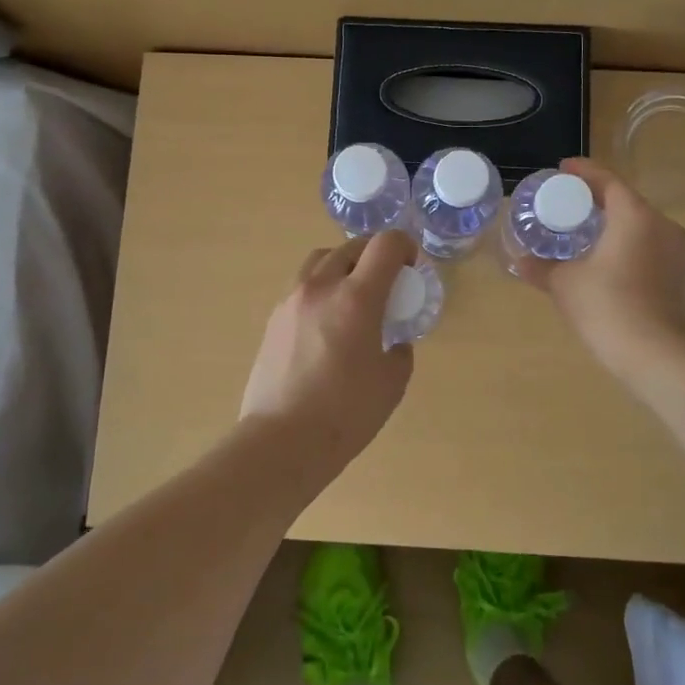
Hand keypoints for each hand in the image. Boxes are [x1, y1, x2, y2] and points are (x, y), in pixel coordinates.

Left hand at [239, 229, 417, 463]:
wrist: (281, 440)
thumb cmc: (345, 414)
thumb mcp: (391, 384)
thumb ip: (400, 352)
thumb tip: (394, 342)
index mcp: (356, 298)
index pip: (384, 244)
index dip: (404, 246)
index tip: (410, 267)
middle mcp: (321, 287)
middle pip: (350, 246)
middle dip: (374, 255)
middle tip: (386, 282)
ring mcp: (291, 300)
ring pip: (320, 260)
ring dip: (343, 265)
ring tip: (352, 295)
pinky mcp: (273, 319)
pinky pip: (301, 285)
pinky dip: (320, 288)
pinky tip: (326, 322)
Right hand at [516, 158, 684, 378]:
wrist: (656, 354)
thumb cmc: (607, 306)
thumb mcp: (564, 283)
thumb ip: (540, 267)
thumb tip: (519, 260)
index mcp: (635, 215)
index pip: (608, 181)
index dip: (583, 172)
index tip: (562, 169)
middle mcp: (662, 225)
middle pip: (626, 200)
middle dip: (597, 198)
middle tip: (567, 201)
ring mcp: (675, 251)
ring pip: (639, 224)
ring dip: (613, 222)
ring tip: (583, 228)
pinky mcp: (678, 275)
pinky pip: (648, 245)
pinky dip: (626, 243)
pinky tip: (604, 257)